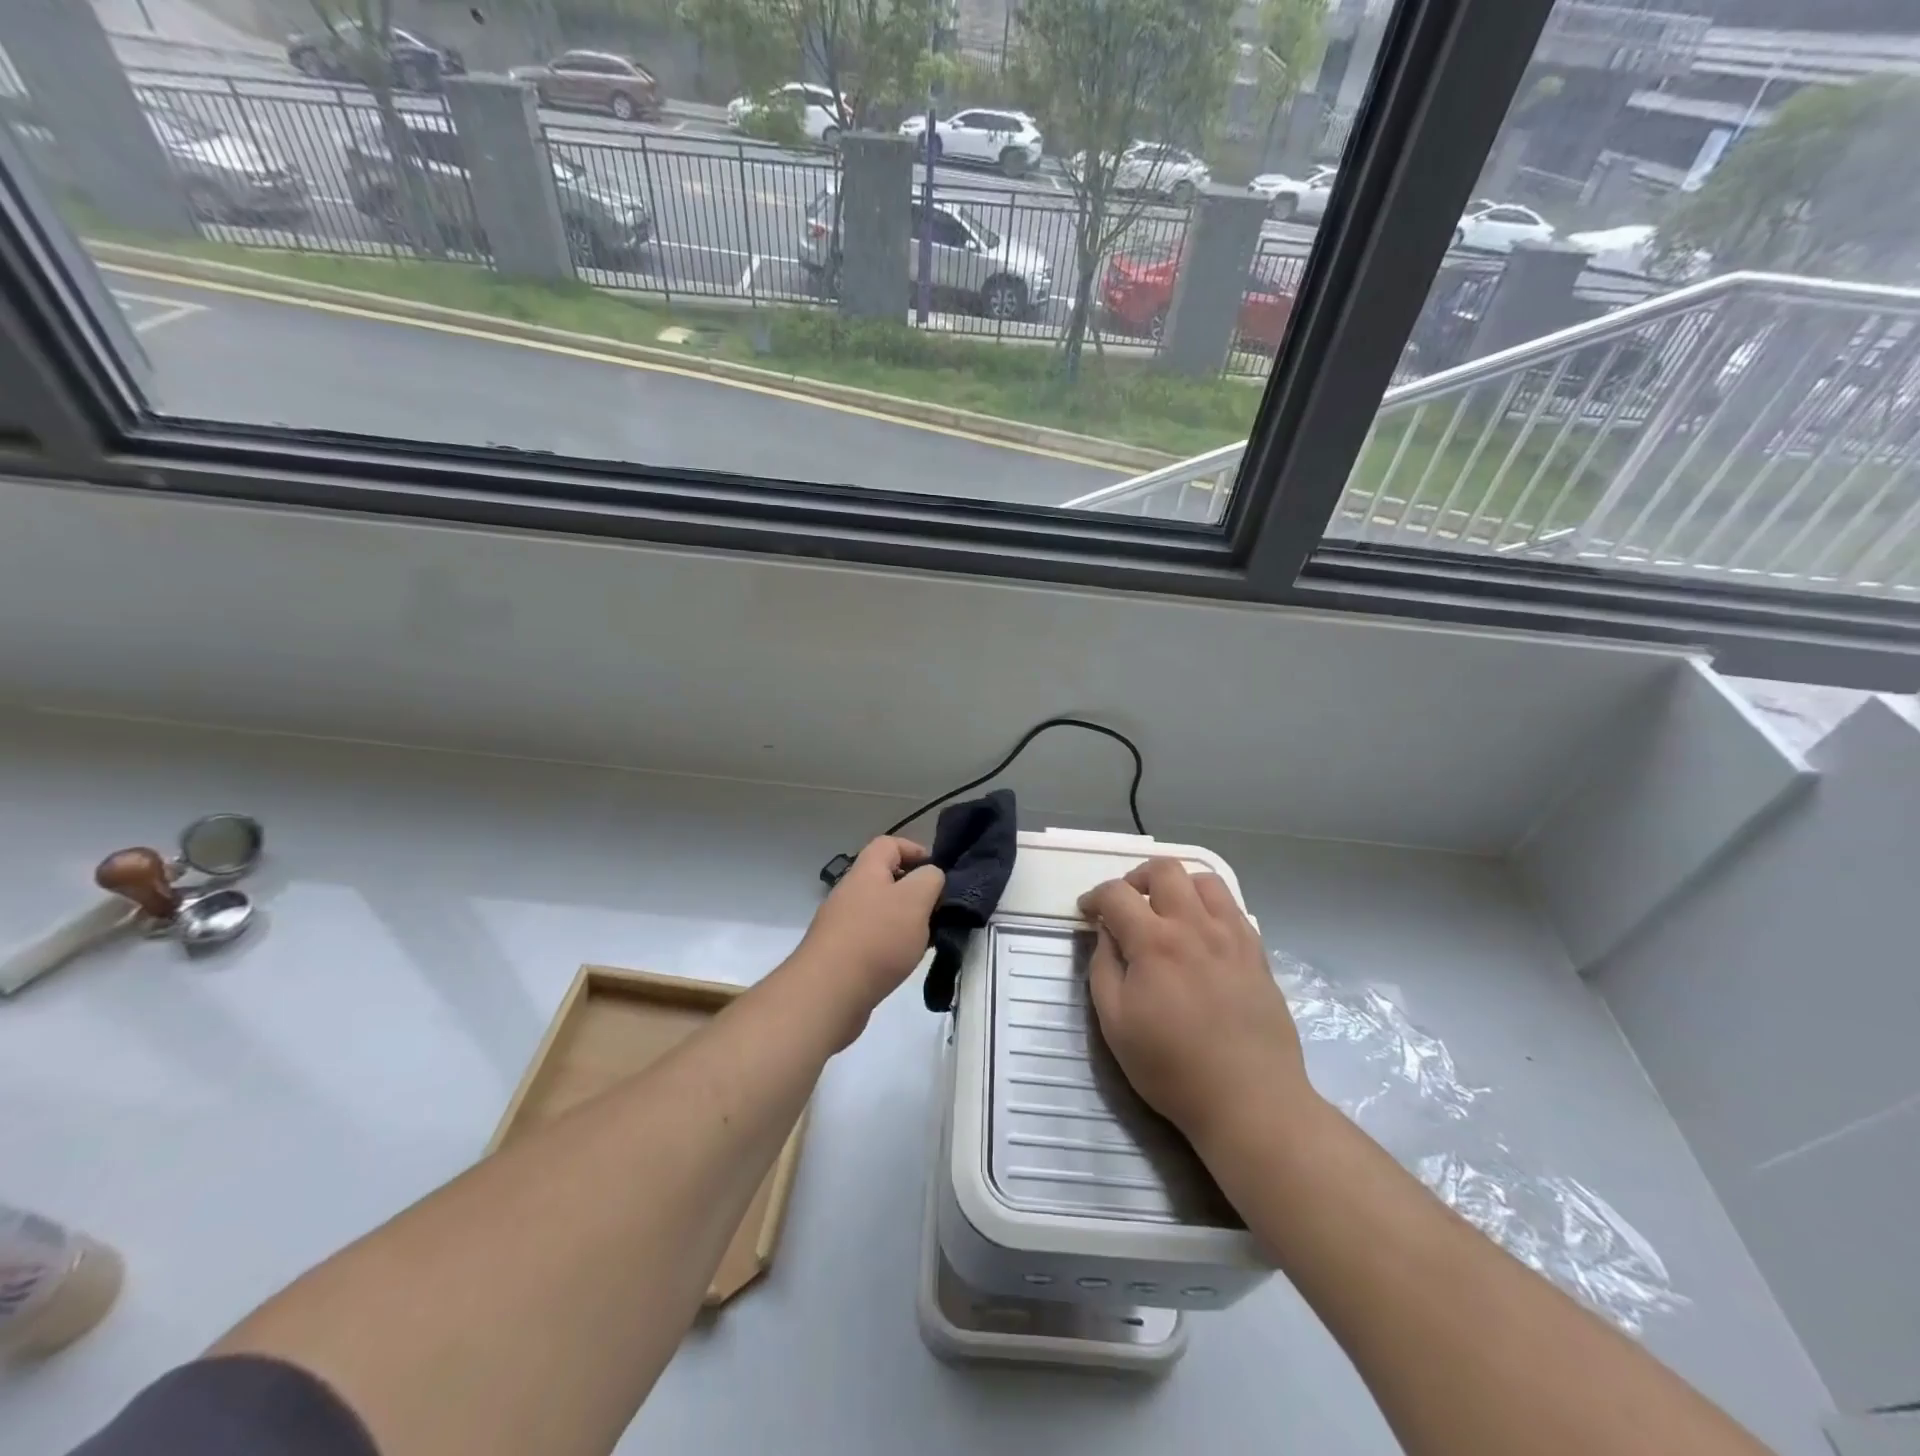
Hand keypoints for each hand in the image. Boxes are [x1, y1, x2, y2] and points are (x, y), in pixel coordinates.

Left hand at [792, 837, 944, 1045]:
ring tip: (925, 941)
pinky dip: (890, 946)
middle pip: (885, 878)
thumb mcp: (915, 900)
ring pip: (880, 911)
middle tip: (936, 911)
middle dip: (914, 892)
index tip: (938, 874)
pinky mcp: (839, 954)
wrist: (828, 993)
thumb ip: (930, 880)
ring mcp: (841, 924)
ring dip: (904, 922)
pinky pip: (871, 938)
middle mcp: (850, 892)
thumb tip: (930, 876)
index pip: (889, 843)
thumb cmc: (876, 938)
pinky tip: (902, 963)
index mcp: (866, 871)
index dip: (916, 850)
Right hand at [1078, 858, 1309, 1149]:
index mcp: (1154, 943)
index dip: (1094, 897)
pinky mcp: (1256, 952)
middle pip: (1164, 870)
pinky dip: (1208, 905)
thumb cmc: (1172, 1068)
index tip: (1087, 912)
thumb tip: (1106, 934)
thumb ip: (1103, 968)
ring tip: (1166, 911)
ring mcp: (1231, 936)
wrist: (1250, 1101)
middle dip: (1136, 878)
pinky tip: (1200, 932)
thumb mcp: (1115, 1024)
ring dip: (1177, 885)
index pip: (1117, 894)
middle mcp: (1194, 926)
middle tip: (1126, 905)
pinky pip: (1232, 907)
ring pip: (1204, 880)